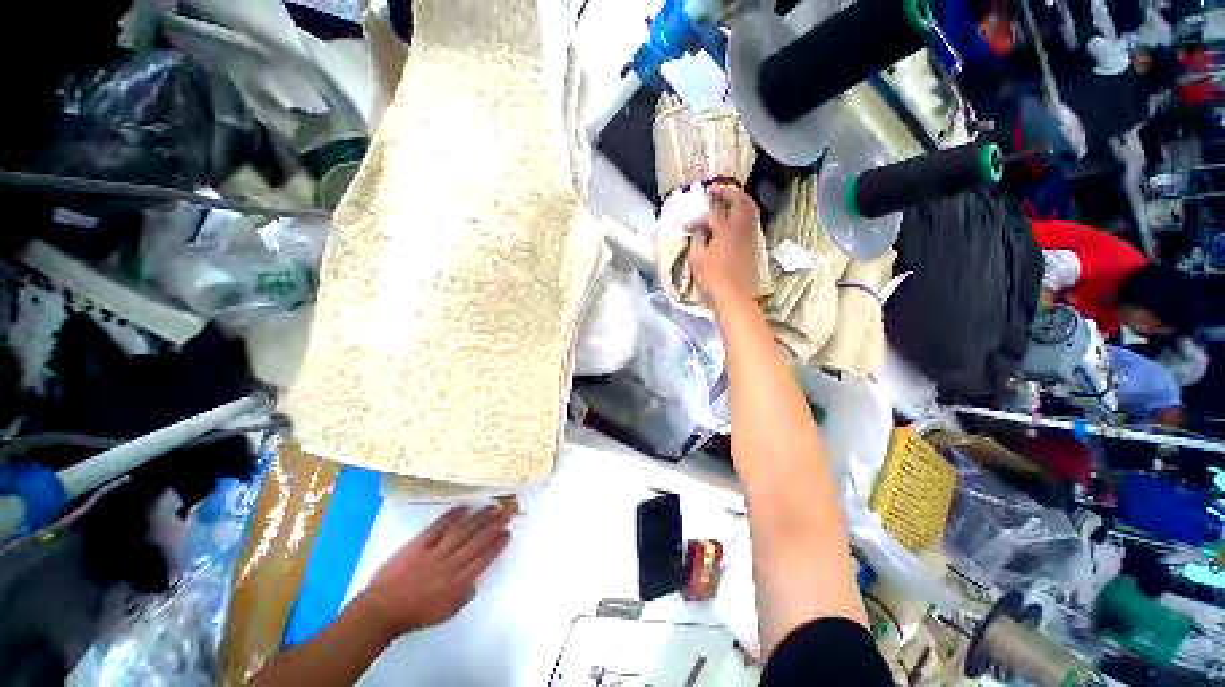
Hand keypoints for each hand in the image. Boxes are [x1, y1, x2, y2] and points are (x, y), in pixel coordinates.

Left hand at [355, 504, 512, 639]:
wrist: (382, 610)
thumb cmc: (414, 614)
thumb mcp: (444, 613)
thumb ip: (463, 596)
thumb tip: (475, 581)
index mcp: (458, 583)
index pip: (484, 559)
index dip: (497, 544)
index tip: (508, 532)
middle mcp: (451, 563)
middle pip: (477, 540)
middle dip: (495, 525)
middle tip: (508, 511)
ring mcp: (435, 551)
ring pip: (463, 530)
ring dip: (479, 517)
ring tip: (493, 506)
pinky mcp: (420, 543)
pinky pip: (438, 526)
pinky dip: (452, 515)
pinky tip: (465, 507)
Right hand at [688, 184, 760, 310]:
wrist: (735, 296)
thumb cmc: (712, 278)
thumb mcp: (697, 259)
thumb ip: (697, 240)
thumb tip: (699, 231)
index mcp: (725, 229)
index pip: (714, 213)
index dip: (701, 215)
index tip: (690, 222)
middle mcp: (741, 228)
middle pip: (740, 200)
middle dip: (728, 192)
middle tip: (715, 190)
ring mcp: (750, 236)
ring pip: (750, 209)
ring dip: (739, 201)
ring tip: (727, 201)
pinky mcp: (754, 246)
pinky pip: (751, 221)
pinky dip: (744, 213)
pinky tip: (735, 220)